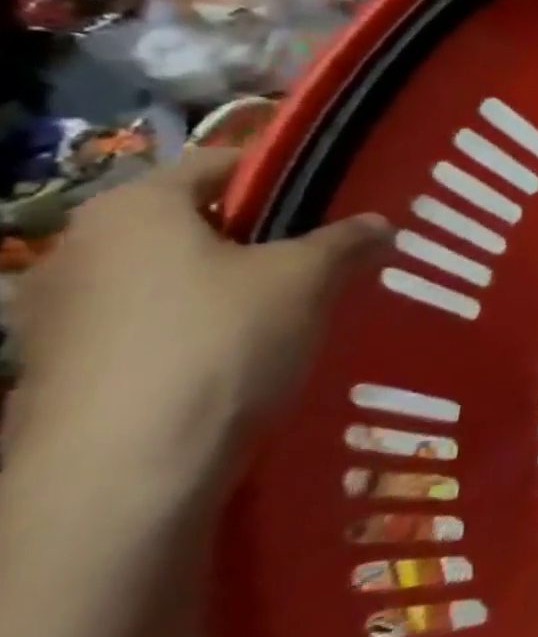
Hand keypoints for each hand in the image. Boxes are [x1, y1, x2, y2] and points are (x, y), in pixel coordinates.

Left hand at [3, 149, 388, 473]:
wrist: (124, 472)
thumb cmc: (219, 341)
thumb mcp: (307, 278)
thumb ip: (347, 241)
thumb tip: (379, 223)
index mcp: (132, 207)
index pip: (221, 163)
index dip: (286, 175)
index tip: (338, 199)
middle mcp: (80, 247)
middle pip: (195, 223)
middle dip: (263, 237)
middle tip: (327, 257)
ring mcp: (59, 313)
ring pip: (173, 278)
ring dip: (232, 288)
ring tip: (297, 310)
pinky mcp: (63, 369)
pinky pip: (151, 327)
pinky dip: (200, 331)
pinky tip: (247, 357)